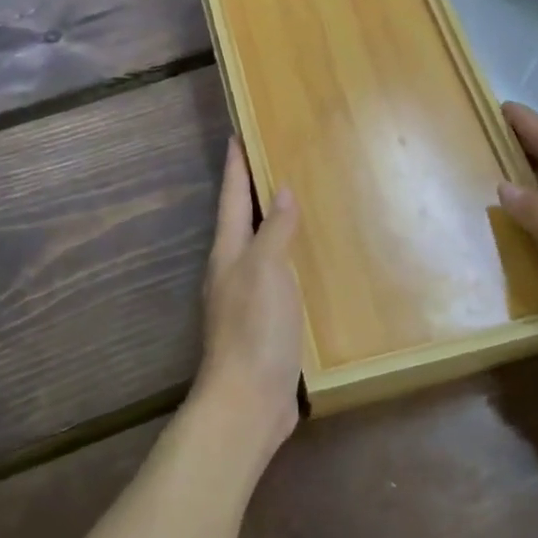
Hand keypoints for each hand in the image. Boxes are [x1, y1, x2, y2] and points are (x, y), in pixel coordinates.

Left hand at [194, 138, 302, 463]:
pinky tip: (308, 263)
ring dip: (273, 226)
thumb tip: (281, 190)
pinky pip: (278, 278)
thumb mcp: (265, 270)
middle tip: (275, 162)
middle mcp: (233, 271)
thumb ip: (274, 230)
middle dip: (252, 192)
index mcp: (228, 253)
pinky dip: (289, 260)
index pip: (231, 198)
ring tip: (297, 205)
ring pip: (260, 249)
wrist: (248, 402)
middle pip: (241, 221)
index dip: (235, 166)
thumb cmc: (254, 329)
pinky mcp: (265, 324)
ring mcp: (247, 299)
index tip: (237, 134)